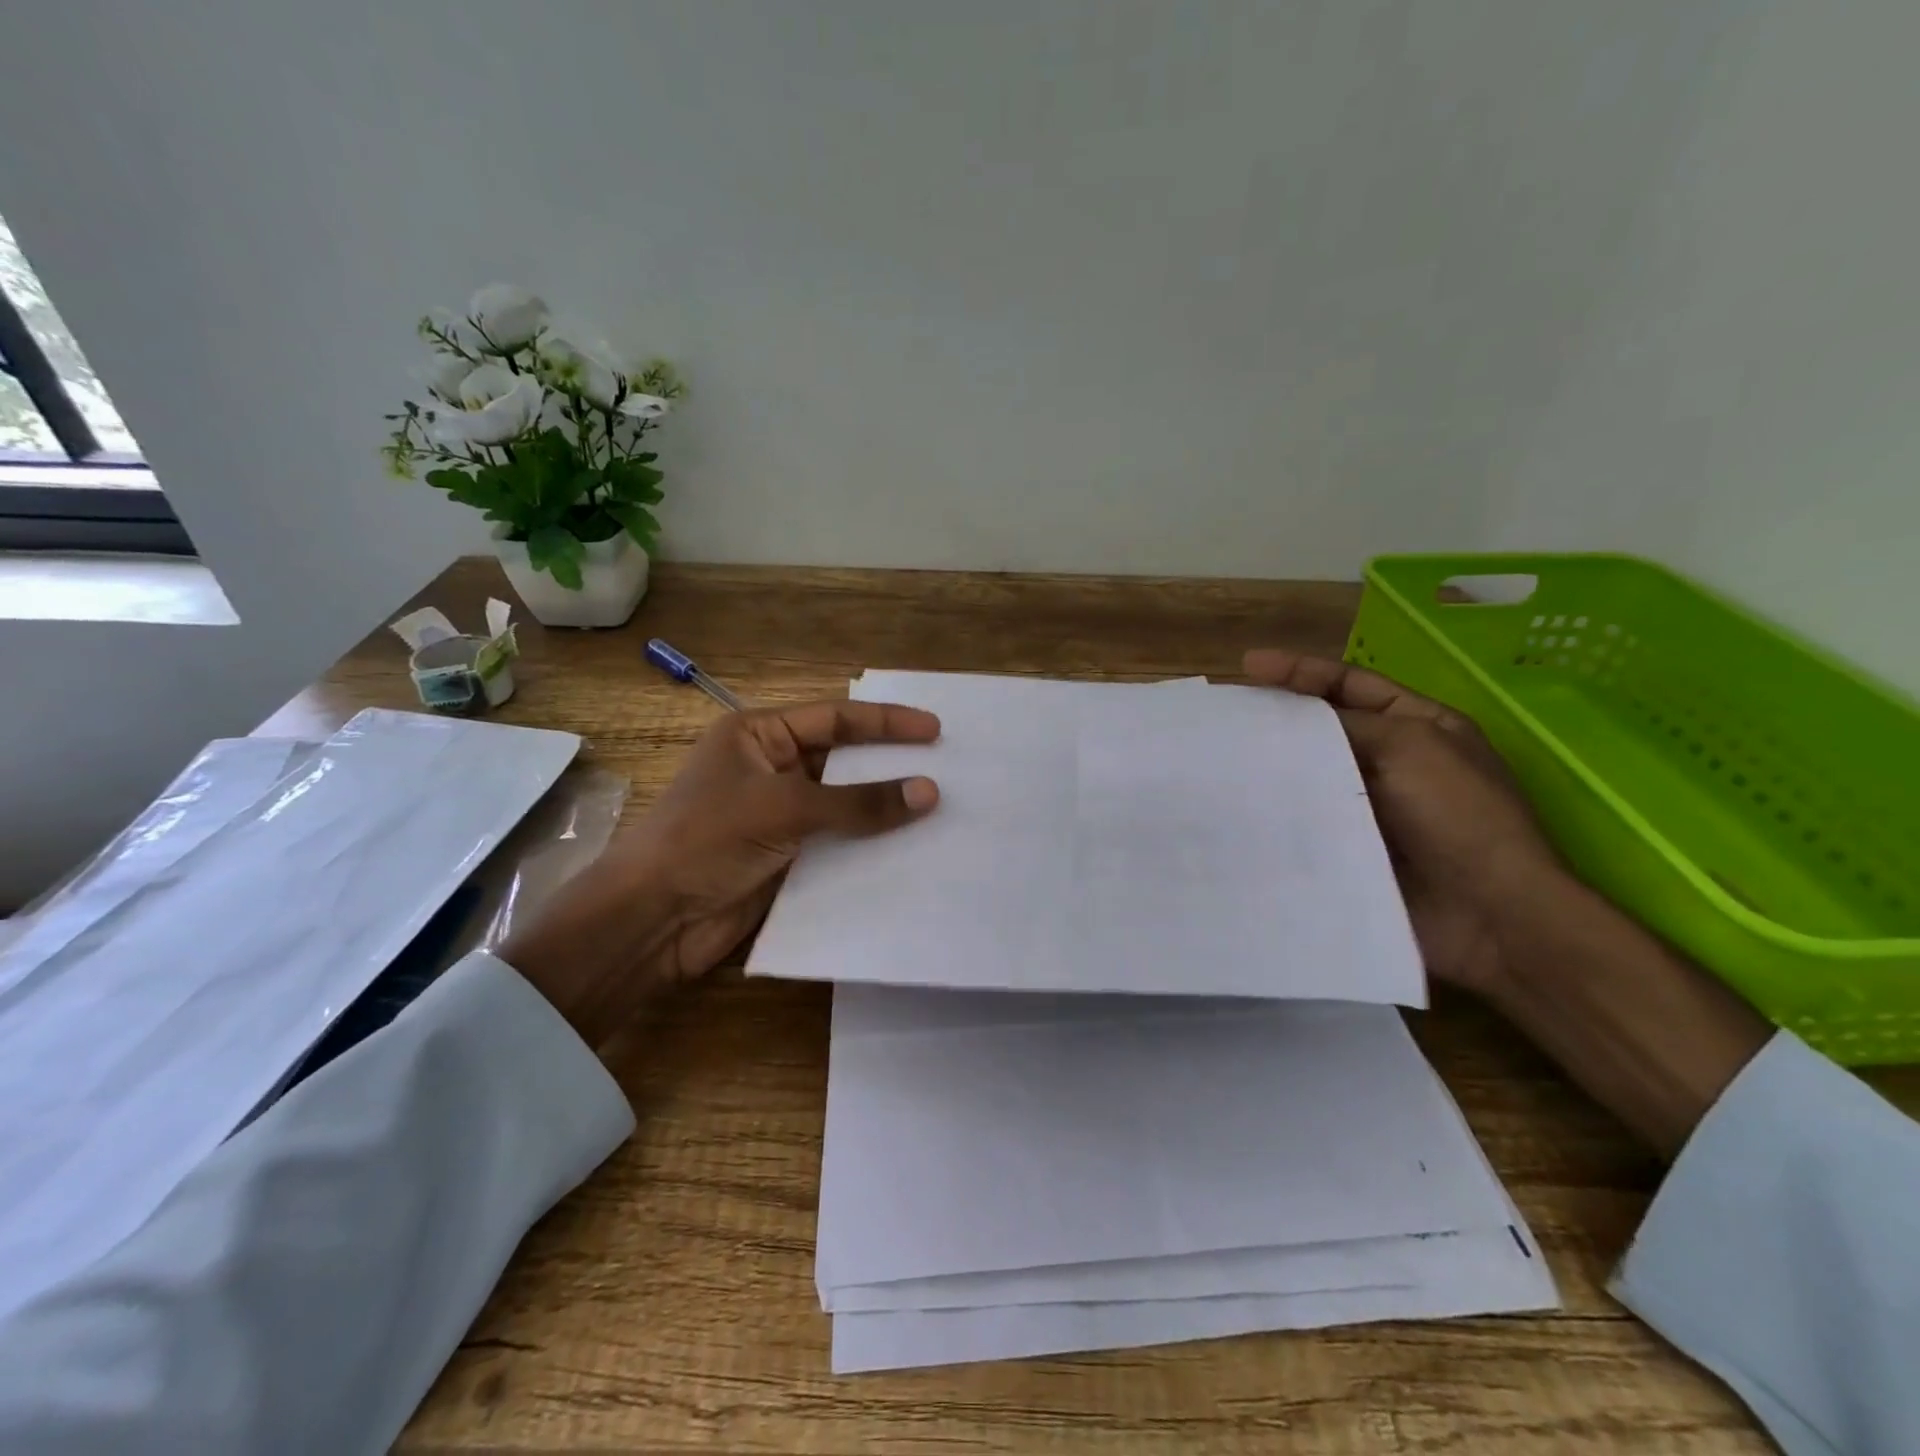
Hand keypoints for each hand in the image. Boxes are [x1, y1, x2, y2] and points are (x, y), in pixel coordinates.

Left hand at [504, 700, 939, 1047]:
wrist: (653, 920)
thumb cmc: (708, 840)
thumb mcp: (784, 809)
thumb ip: (858, 802)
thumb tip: (929, 792)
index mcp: (757, 735)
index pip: (834, 718)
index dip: (886, 722)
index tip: (935, 730)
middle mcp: (770, 767)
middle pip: (841, 759)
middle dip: (889, 764)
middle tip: (946, 767)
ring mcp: (778, 814)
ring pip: (843, 803)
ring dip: (883, 807)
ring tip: (939, 807)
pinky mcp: (785, 856)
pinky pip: (837, 842)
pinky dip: (869, 843)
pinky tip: (909, 847)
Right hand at [1246, 649, 1772, 1155]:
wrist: (1489, 917)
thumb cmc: (1459, 816)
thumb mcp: (1410, 746)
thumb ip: (1345, 725)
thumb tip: (1282, 724)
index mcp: (1417, 726)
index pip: (1349, 683)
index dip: (1299, 671)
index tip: (1246, 666)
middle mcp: (1389, 762)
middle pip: (1321, 728)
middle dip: (1275, 718)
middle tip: (1222, 714)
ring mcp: (1366, 808)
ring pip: (1306, 776)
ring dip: (1268, 767)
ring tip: (1215, 758)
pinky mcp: (1346, 849)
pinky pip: (1302, 821)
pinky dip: (1273, 813)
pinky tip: (1234, 807)